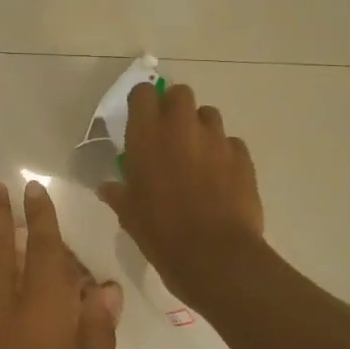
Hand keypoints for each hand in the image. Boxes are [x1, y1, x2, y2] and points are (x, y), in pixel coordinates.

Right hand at [98, 80, 264, 308]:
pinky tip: (219, 177)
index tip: (139, 119)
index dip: (142, 102)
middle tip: (169, 134)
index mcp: (147, 134)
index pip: (143, 93)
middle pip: (180, 93)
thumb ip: (118, 192)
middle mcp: (181, 127)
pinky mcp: (243, 157)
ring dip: (200, 128)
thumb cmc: (160, 231)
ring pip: (209, 115)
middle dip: (174, 107)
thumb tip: (107, 188)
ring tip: (196, 155)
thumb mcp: (128, 213)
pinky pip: (231, 143)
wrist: (214, 255)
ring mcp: (216, 139)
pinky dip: (223, 153)